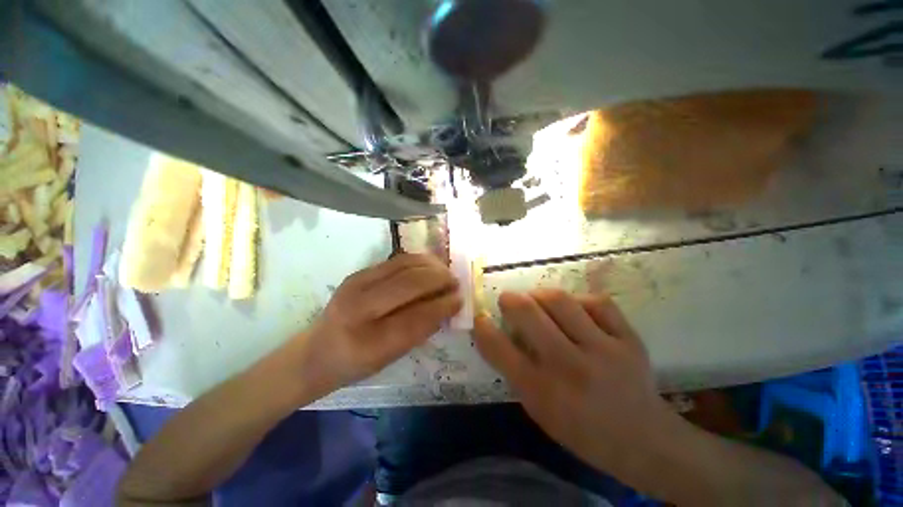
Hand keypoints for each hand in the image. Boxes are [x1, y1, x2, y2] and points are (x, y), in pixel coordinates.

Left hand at [294, 254, 461, 396]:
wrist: (316, 350)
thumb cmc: (356, 363)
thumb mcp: (390, 358)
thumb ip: (420, 330)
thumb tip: (446, 305)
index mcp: (368, 342)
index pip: (416, 317)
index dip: (442, 305)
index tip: (460, 298)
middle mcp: (359, 308)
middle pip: (410, 284)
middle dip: (439, 279)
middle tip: (455, 281)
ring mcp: (356, 284)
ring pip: (404, 265)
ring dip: (431, 265)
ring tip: (445, 271)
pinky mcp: (358, 272)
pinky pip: (395, 261)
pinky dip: (418, 261)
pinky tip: (429, 266)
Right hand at [473, 289, 681, 478]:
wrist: (644, 440)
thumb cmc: (582, 429)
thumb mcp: (539, 410)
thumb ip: (516, 369)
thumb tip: (501, 331)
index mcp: (542, 392)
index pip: (499, 348)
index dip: (483, 327)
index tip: (481, 317)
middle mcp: (569, 367)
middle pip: (527, 313)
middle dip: (509, 300)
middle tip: (508, 300)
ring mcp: (604, 350)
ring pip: (560, 300)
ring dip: (539, 294)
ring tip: (537, 300)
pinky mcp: (630, 339)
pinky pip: (597, 302)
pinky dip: (579, 300)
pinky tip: (575, 309)